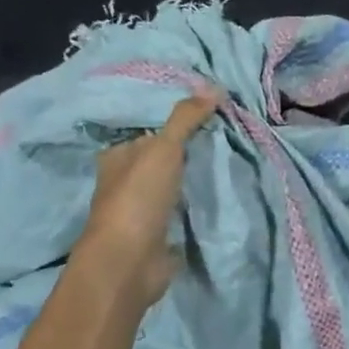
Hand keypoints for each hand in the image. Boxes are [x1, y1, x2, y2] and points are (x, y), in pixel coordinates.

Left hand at [81, 91, 219, 300]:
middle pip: (161, 160)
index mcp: (117, 157)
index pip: (148, 132)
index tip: (211, 117)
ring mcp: (141, 212)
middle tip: (228, 139)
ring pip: (173, 186)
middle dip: (188, 152)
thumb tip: (214, 86)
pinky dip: (198, 206)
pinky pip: (183, 213)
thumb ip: (185, 119)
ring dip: (195, 180)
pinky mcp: (158, 236)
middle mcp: (125, 182)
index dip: (175, 123)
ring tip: (230, 165)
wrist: (130, 262)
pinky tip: (220, 199)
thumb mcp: (164, 148)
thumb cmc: (139, 198)